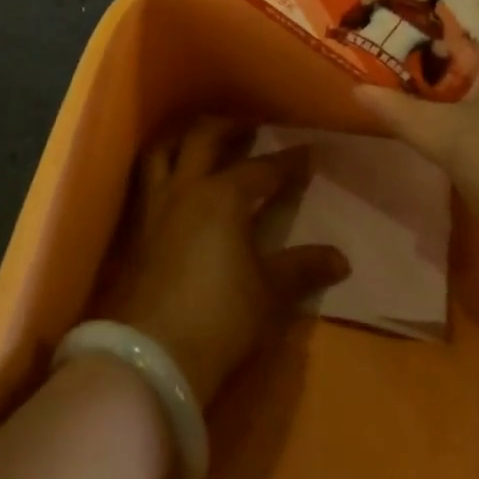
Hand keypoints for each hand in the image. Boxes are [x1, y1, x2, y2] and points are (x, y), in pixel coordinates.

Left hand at [100, 118, 349, 407]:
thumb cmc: (220, 316)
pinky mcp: (137, 227)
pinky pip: (147, 178)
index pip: (261, 169)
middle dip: (230, 128)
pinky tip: (172, 179)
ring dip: (185, 138)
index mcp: (222, 196)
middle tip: (250, 127)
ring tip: (202, 140)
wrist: (153, 351)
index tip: (308, 152)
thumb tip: (341, 258)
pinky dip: (162, 166)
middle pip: (204, 138)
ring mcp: (155, 204)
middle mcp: (186, 188)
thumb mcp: (269, 293)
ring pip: (164, 150)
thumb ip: (302, 268)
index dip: (287, 161)